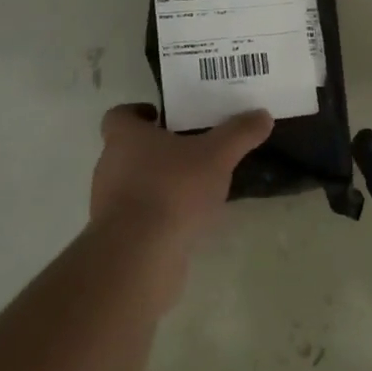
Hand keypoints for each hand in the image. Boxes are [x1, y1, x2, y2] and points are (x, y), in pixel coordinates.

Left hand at [89, 102, 271, 244]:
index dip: (138, 113)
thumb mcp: (216, 156)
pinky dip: (157, 215)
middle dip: (156, 149)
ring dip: (157, 183)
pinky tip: (185, 221)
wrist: (138, 257)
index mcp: (125, 138)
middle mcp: (109, 166)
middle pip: (127, 150)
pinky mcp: (116, 237)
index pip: (119, 115)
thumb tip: (263, 115)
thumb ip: (239, 134)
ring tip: (193, 187)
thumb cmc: (172, 190)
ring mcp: (108, 204)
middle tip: (189, 149)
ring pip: (133, 184)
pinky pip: (137, 216)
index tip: (161, 117)